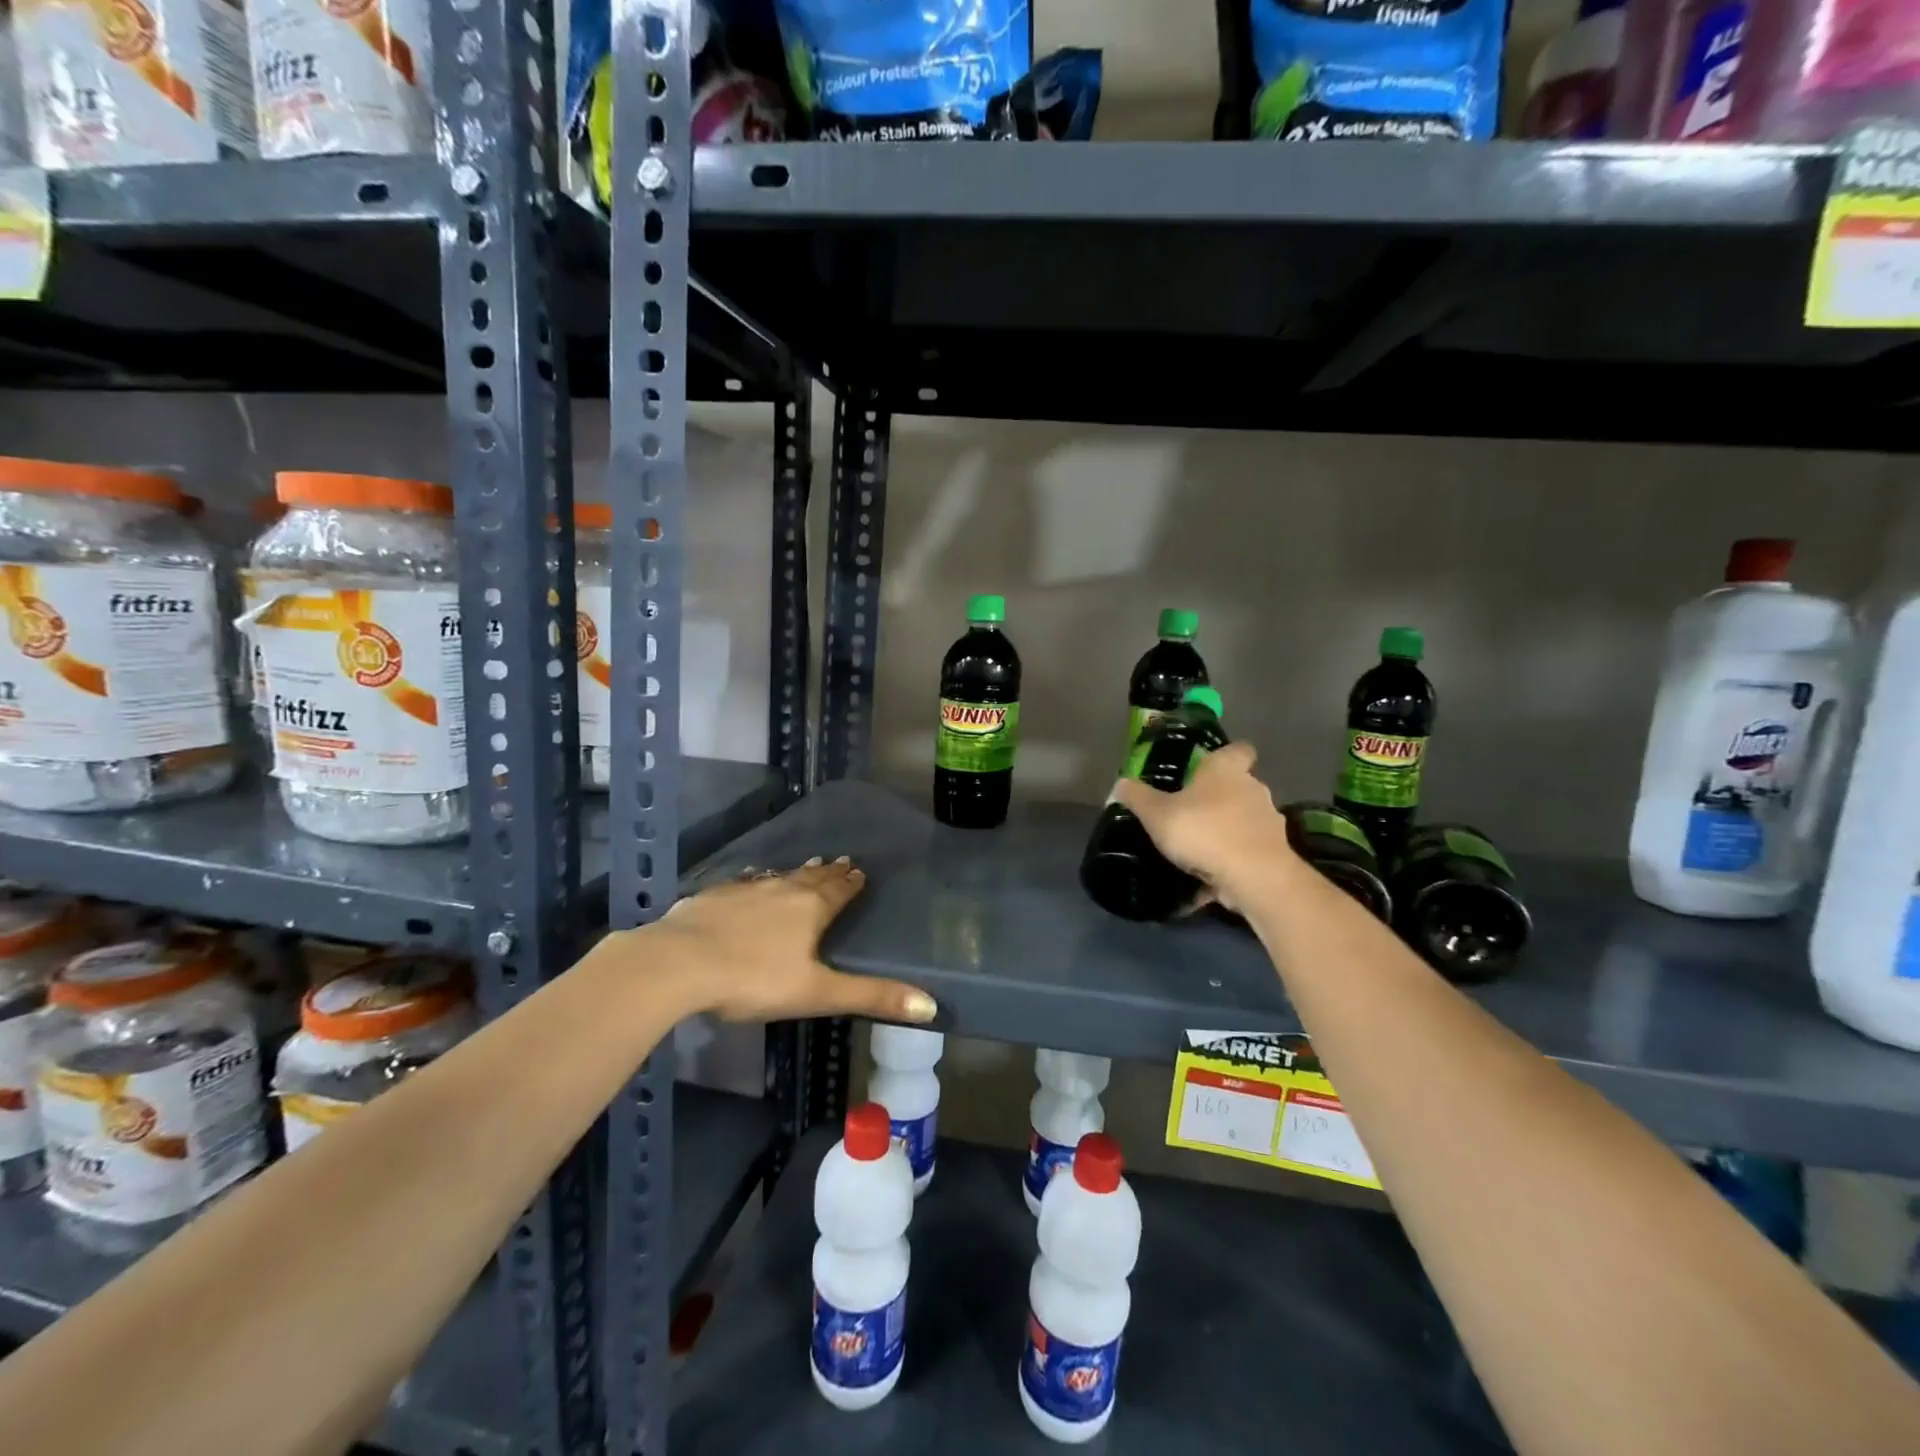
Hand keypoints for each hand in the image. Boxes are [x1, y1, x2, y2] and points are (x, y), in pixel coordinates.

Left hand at [649, 858, 936, 1025]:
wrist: (678, 964)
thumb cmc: (753, 980)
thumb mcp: (817, 994)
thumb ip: (871, 997)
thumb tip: (930, 1006)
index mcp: (810, 909)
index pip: (839, 890)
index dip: (851, 883)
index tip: (861, 871)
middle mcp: (781, 890)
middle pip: (811, 878)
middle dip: (828, 872)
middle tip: (840, 861)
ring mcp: (743, 891)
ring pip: (777, 877)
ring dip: (794, 874)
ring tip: (806, 866)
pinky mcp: (712, 897)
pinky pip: (742, 884)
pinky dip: (754, 882)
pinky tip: (748, 881)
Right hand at [1110, 742, 1299, 911]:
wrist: (1254, 876)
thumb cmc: (1203, 830)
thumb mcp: (1156, 814)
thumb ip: (1137, 797)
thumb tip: (1120, 783)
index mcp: (1226, 770)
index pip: (1238, 749)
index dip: (1225, 756)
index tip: (1206, 768)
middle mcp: (1253, 788)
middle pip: (1239, 786)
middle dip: (1218, 799)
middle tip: (1190, 813)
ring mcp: (1268, 821)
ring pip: (1244, 820)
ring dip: (1226, 831)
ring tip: (1198, 852)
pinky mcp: (1274, 853)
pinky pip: (1247, 852)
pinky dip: (1232, 862)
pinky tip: (1209, 881)